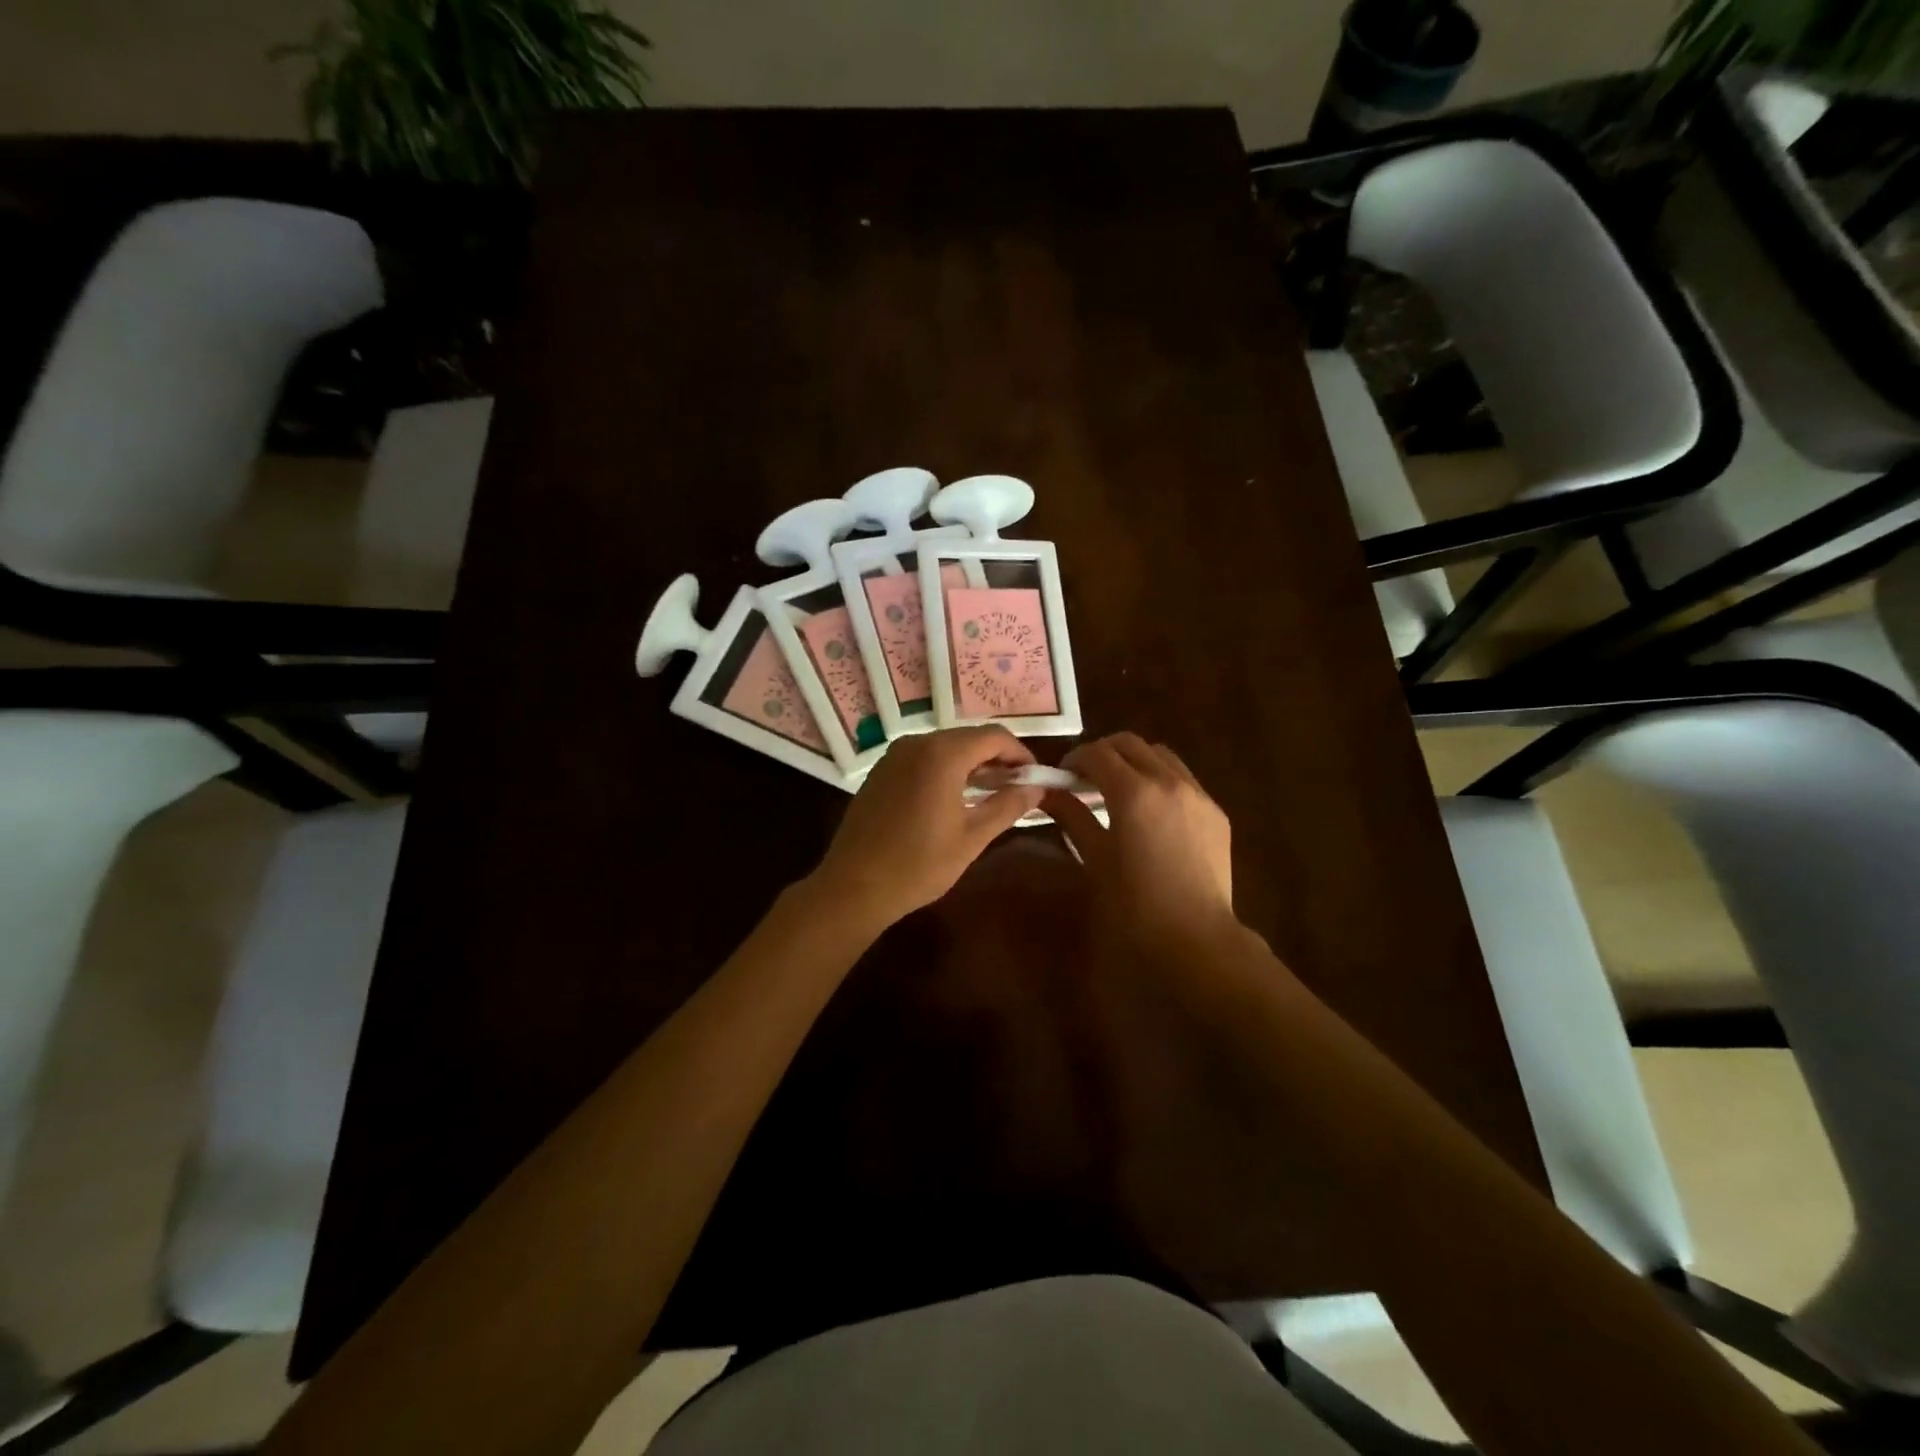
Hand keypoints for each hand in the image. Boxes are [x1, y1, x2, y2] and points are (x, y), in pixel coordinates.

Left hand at [808, 726, 1044, 927]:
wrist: (854, 886)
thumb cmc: (919, 864)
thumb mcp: (972, 837)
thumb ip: (1008, 806)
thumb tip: (1037, 788)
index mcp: (943, 754)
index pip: (995, 737)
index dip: (1020, 754)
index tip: (1035, 779)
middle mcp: (918, 743)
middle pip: (970, 738)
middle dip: (997, 759)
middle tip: (1017, 789)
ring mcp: (895, 755)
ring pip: (946, 747)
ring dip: (972, 765)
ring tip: (990, 795)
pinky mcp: (882, 771)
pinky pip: (924, 758)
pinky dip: (946, 770)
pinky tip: (954, 798)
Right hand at [1044, 733, 1235, 949]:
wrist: (1195, 937)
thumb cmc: (1134, 904)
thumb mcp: (1095, 857)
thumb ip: (1072, 816)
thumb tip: (1048, 793)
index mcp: (1134, 792)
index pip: (1098, 753)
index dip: (1075, 759)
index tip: (1063, 776)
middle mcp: (1168, 781)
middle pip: (1130, 744)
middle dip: (1104, 753)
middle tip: (1087, 778)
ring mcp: (1198, 794)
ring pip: (1161, 756)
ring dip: (1135, 761)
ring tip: (1120, 790)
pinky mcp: (1216, 812)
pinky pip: (1183, 779)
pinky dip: (1160, 780)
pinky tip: (1151, 812)